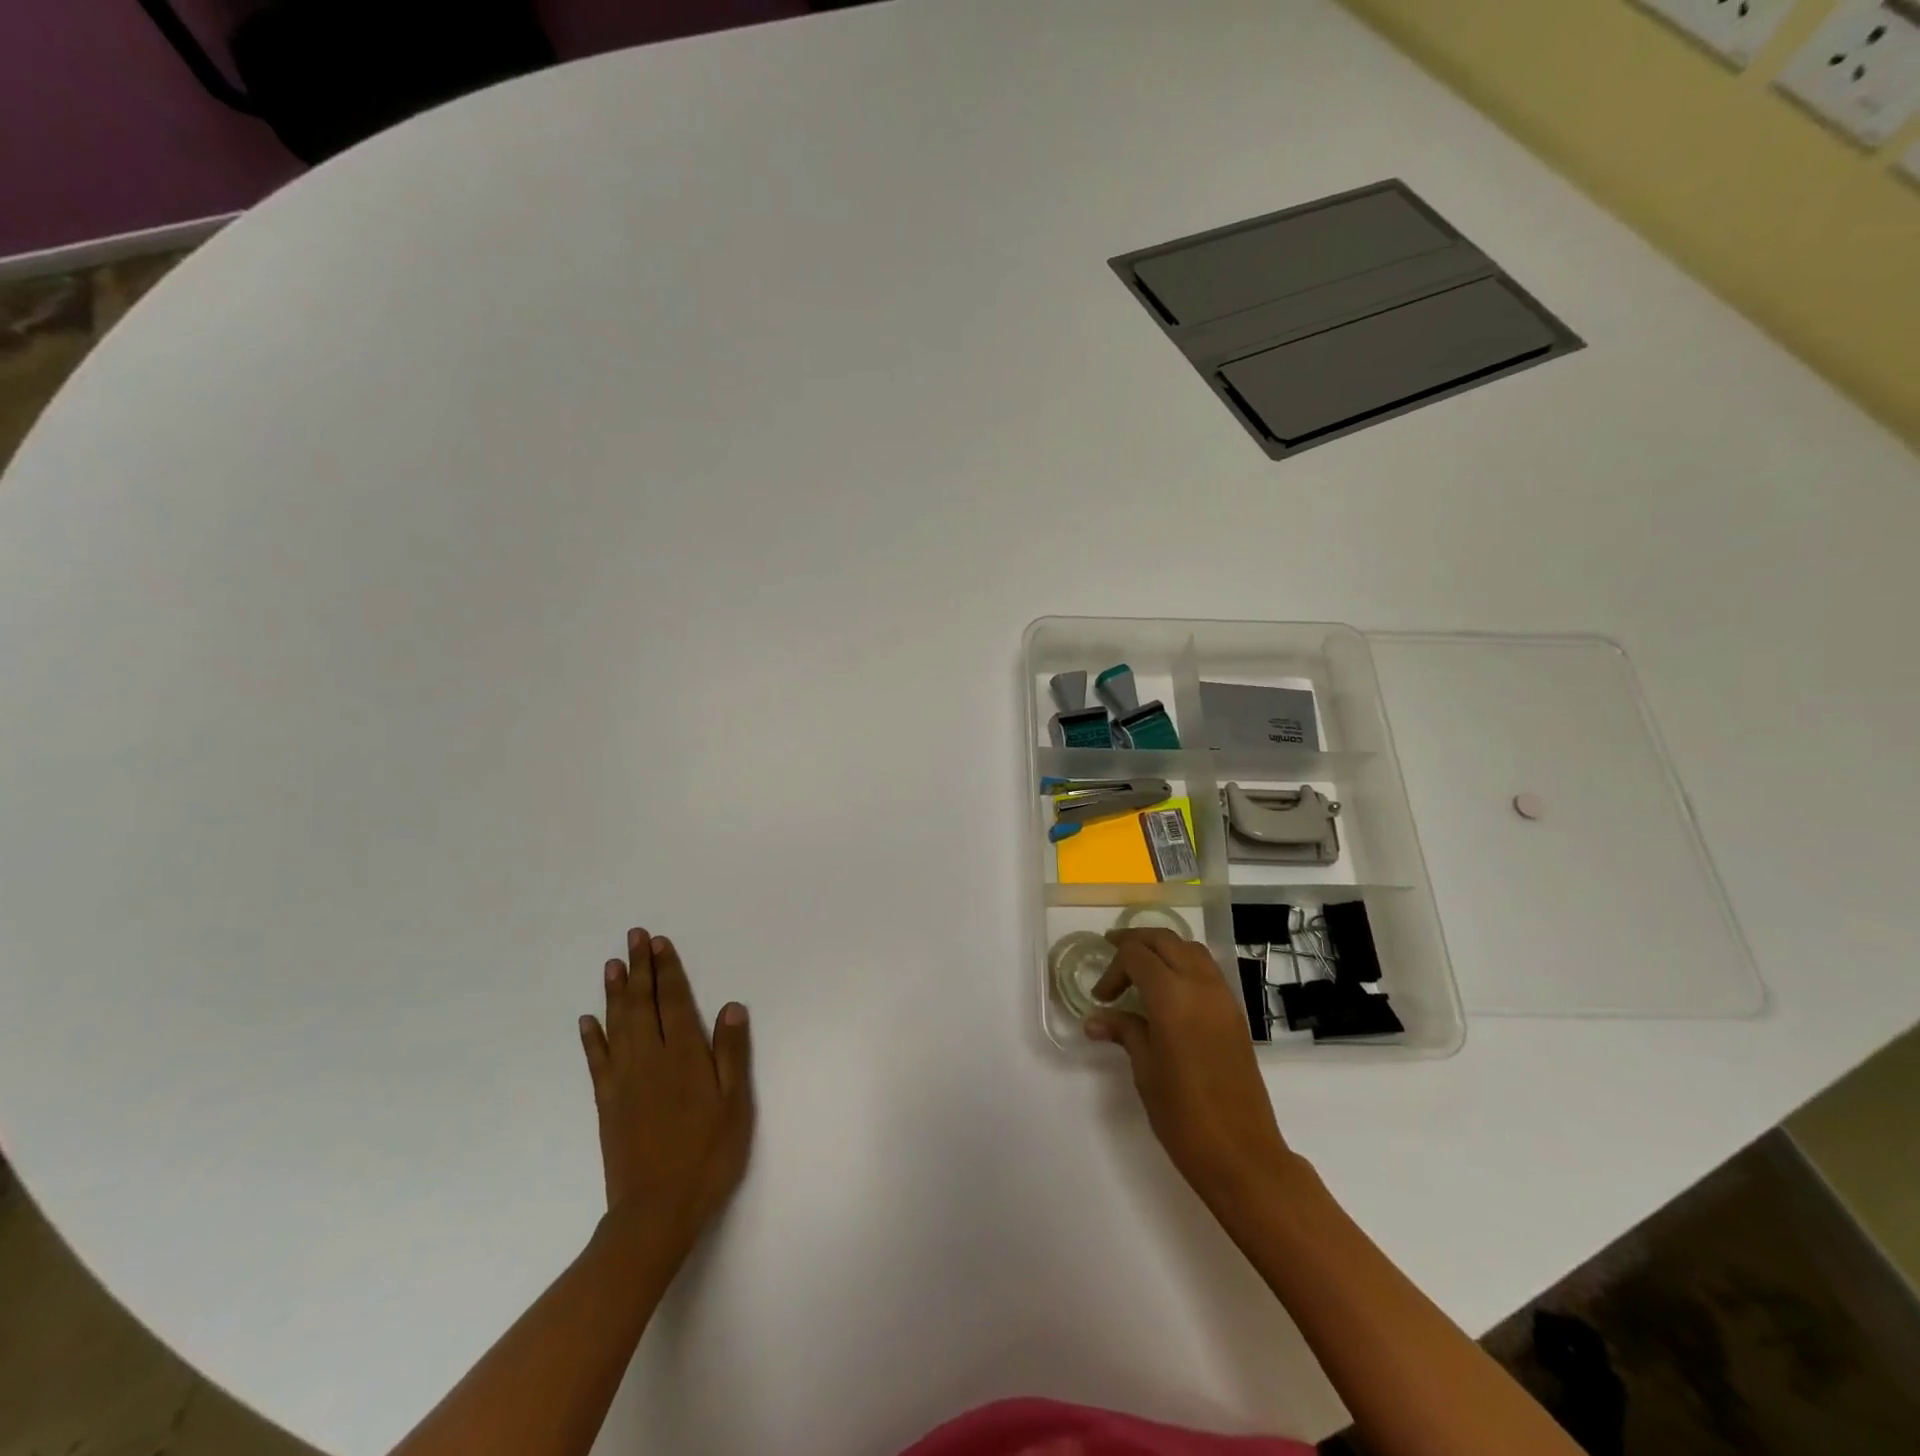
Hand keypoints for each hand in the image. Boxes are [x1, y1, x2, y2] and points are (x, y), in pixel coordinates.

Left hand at [578, 929, 753, 1257]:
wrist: (656, 1210)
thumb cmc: (707, 1155)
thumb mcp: (734, 1104)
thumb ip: (731, 1053)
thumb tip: (731, 1006)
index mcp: (684, 1056)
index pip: (673, 1001)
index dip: (667, 970)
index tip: (658, 942)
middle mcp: (650, 1058)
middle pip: (642, 1004)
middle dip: (639, 968)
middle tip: (633, 937)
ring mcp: (623, 1080)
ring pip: (617, 1024)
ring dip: (615, 992)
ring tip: (612, 965)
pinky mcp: (607, 1102)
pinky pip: (597, 1060)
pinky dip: (591, 1037)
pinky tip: (587, 1021)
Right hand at [1086, 929, 1295, 1216]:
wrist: (1242, 1154)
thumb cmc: (1184, 1116)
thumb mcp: (1145, 1071)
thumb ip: (1124, 1032)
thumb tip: (1095, 1019)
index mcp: (1173, 998)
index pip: (1136, 955)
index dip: (1113, 969)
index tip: (1101, 997)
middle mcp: (1201, 986)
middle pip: (1165, 940)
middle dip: (1135, 942)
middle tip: (1111, 954)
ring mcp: (1223, 997)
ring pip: (1190, 949)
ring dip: (1162, 948)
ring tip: (1140, 968)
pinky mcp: (1235, 1013)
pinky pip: (1207, 969)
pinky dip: (1184, 963)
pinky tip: (1168, 989)